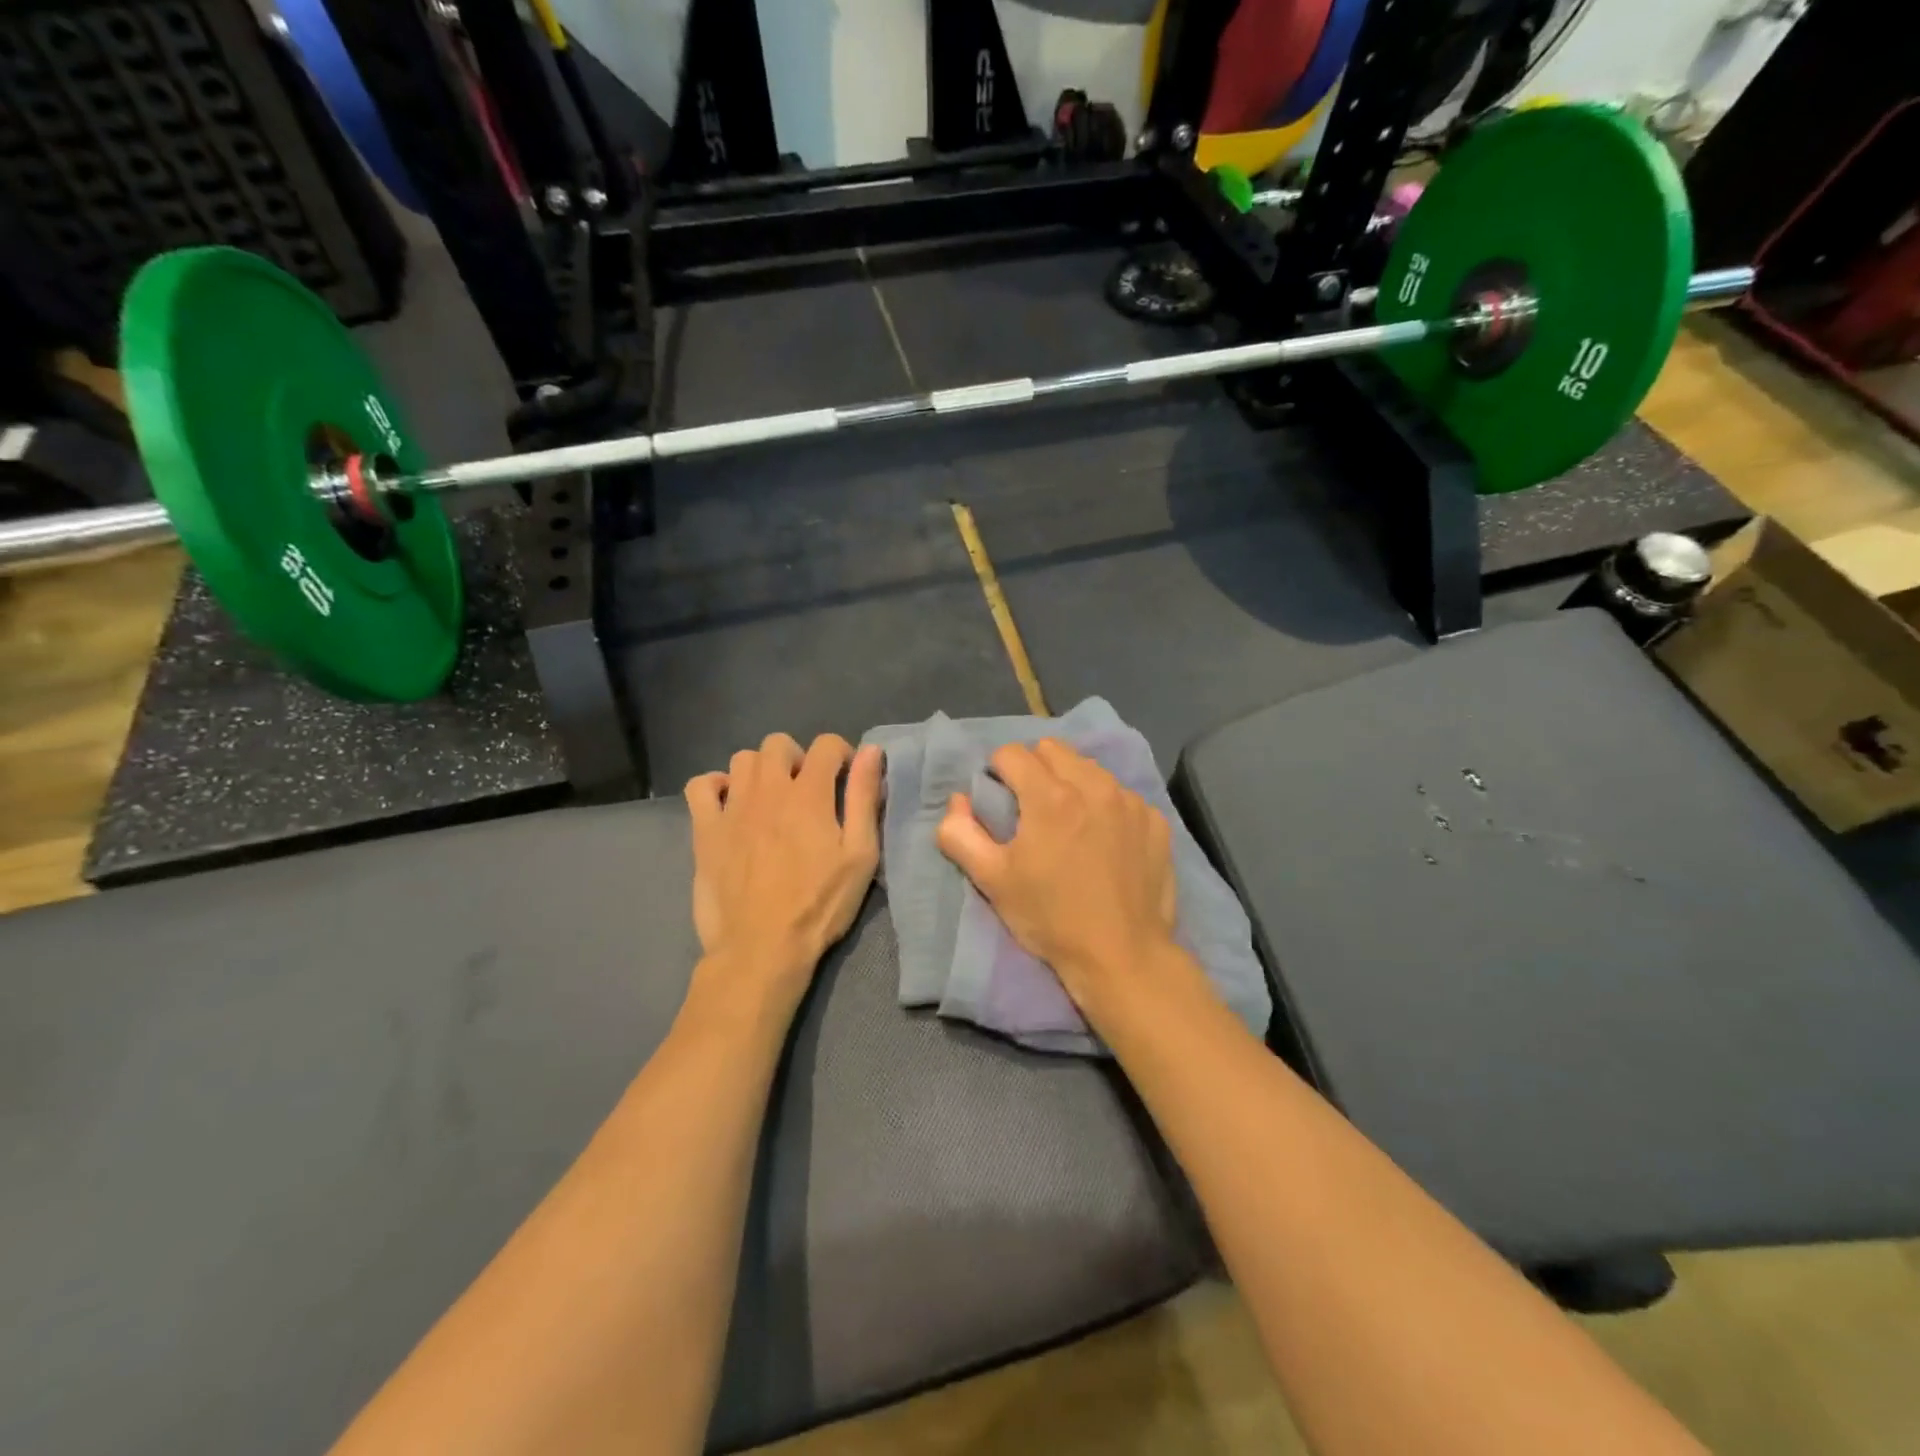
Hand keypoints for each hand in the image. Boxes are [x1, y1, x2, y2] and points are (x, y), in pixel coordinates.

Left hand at [684, 733, 882, 1006]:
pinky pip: (700, 786)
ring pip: (742, 759)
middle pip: (777, 743)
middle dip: (797, 757)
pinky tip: (731, 806)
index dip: (841, 754)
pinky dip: (716, 786)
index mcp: (809, 794)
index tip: (846, 778)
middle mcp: (767, 790)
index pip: (825, 745)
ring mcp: (731, 808)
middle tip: (808, 791)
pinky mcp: (705, 830)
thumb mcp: (860, 856)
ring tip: (772, 800)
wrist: (761, 948)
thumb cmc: (819, 905)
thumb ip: (864, 799)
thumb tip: (872, 751)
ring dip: (761, 771)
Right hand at [936, 739, 1178, 1021]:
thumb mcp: (992, 881)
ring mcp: (1130, 801)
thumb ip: (960, 833)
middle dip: (1034, 769)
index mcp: (1050, 796)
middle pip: (1053, 750)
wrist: (1123, 957)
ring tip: (1069, 823)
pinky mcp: (1155, 820)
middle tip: (1030, 809)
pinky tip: (1104, 841)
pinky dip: (1106, 806)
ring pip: (1090, 768)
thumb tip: (957, 801)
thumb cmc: (1051, 918)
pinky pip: (1122, 794)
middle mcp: (1094, 785)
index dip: (997, 772)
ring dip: (1072, 783)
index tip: (999, 801)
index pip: (1011, 753)